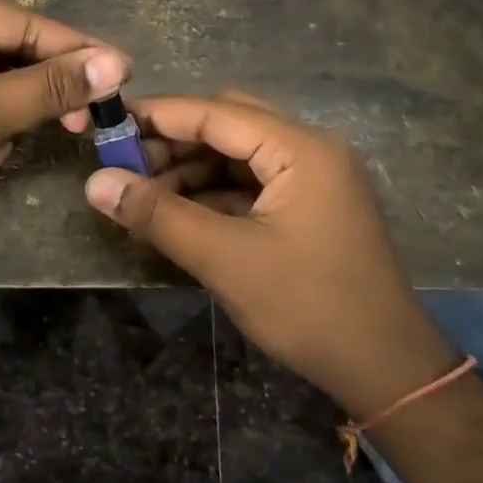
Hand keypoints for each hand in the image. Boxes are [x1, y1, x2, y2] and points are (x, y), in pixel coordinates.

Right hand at [83, 91, 456, 420]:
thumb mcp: (225, 259)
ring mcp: (315, 178)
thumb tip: (95, 183)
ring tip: (142, 195)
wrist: (387, 370)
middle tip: (124, 167)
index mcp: (301, 148)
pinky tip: (178, 212)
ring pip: (238, 155)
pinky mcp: (311, 206)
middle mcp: (311, 150)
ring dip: (190, 170)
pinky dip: (213, 192)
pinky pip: (252, 183)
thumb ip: (158, 215)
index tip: (108, 124)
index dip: (159, 116)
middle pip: (228, 126)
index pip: (216, 112)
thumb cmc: (309, 307)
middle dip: (173, 143)